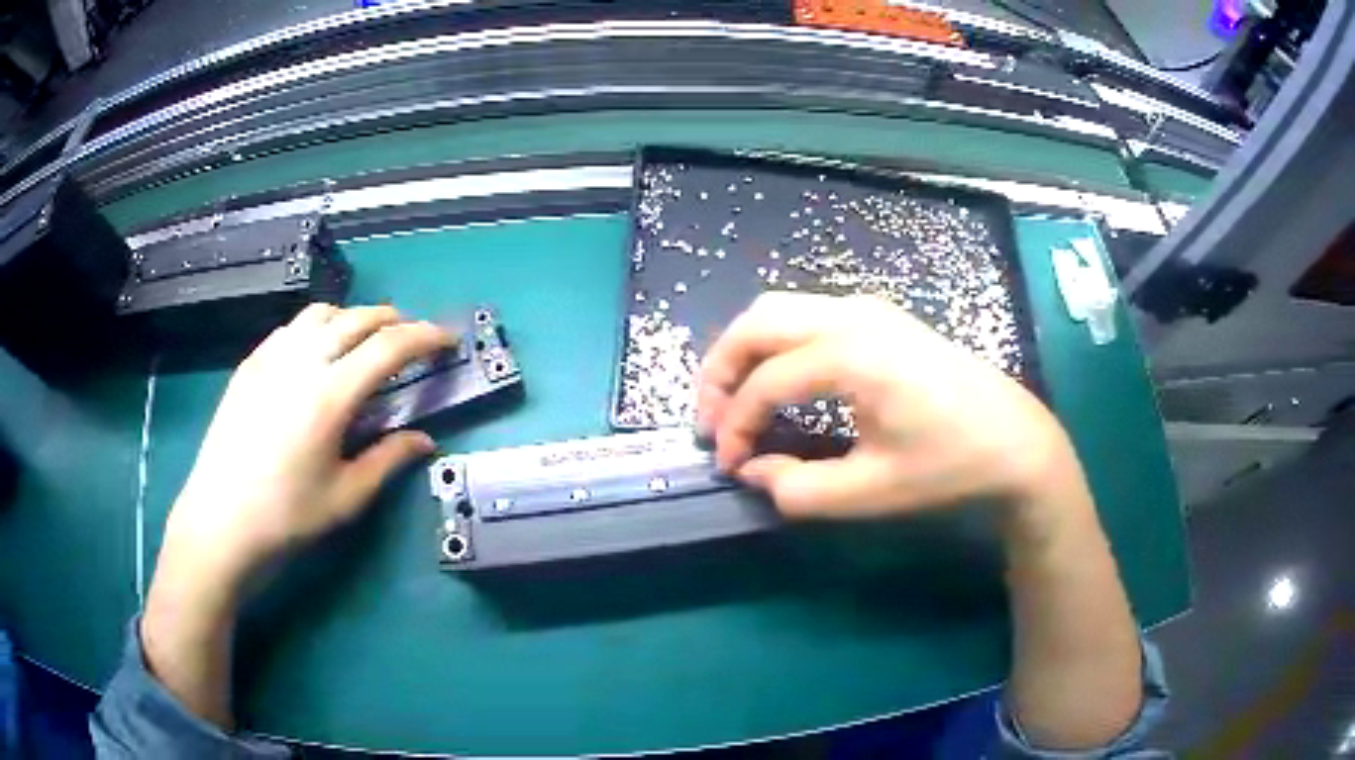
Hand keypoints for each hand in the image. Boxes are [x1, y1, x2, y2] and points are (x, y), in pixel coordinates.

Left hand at [159, 303, 452, 588]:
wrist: (220, 522)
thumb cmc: (287, 517)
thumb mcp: (346, 497)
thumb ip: (388, 460)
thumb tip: (425, 441)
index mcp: (330, 395)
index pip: (389, 348)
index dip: (426, 338)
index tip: (448, 341)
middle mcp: (301, 361)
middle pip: (356, 319)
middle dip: (392, 320)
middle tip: (411, 338)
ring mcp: (270, 358)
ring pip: (320, 314)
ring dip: (352, 318)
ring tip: (364, 340)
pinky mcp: (249, 365)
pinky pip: (290, 328)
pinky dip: (316, 327)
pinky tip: (315, 353)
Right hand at [697, 292, 1079, 523]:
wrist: (1016, 442)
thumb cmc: (949, 467)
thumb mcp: (870, 492)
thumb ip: (797, 488)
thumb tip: (752, 471)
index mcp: (851, 354)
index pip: (766, 383)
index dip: (735, 426)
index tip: (727, 466)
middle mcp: (853, 314)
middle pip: (758, 322)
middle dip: (722, 369)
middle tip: (712, 420)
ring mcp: (869, 308)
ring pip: (781, 310)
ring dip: (747, 351)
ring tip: (737, 401)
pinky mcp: (882, 317)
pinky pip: (808, 315)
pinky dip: (778, 343)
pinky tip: (782, 381)